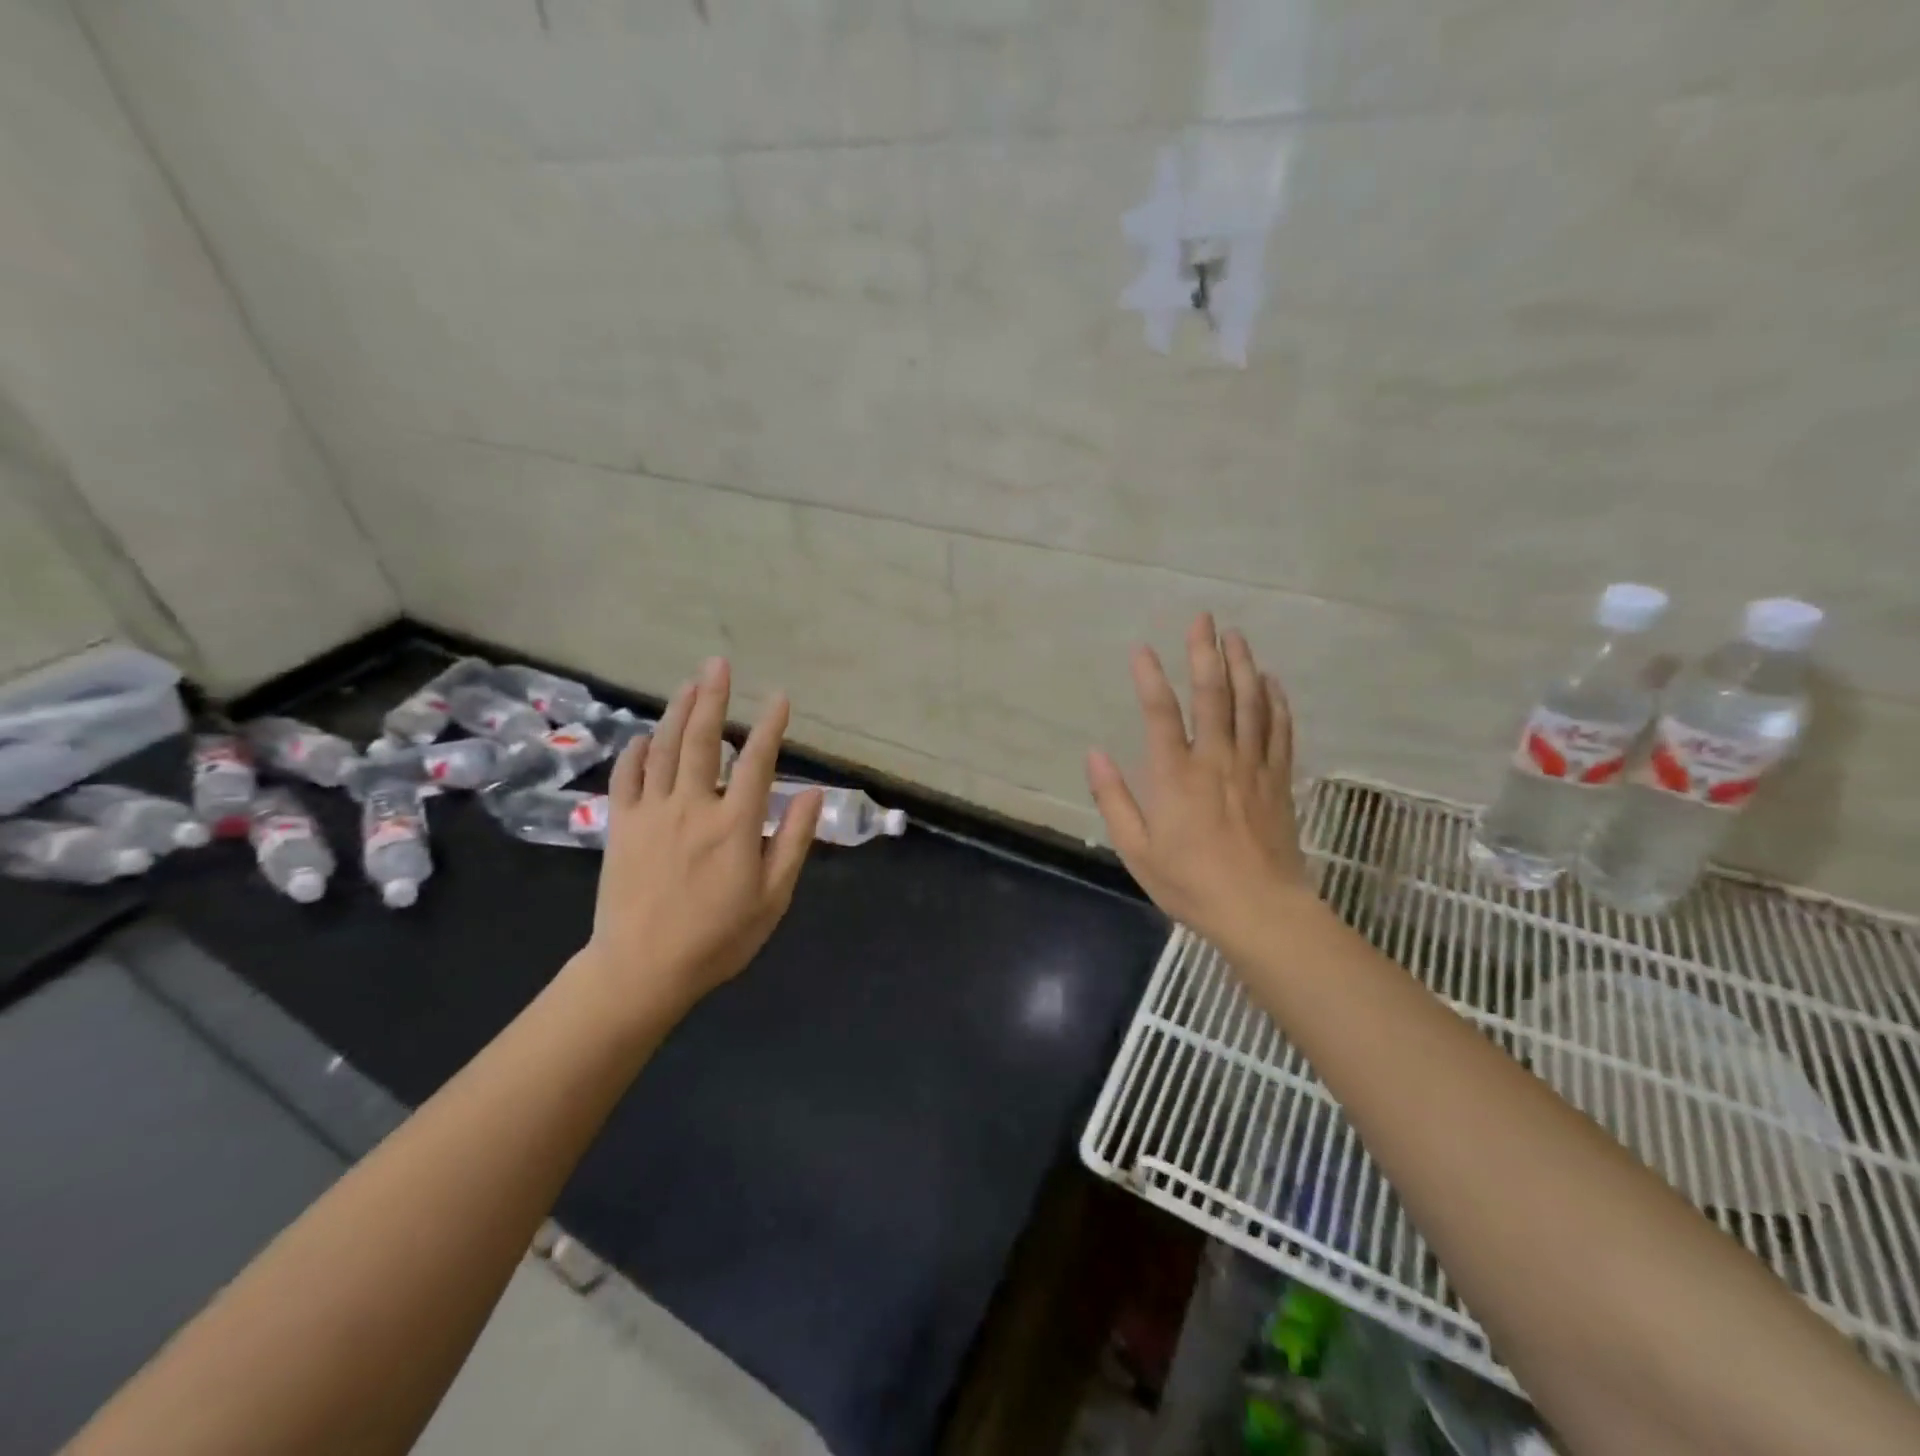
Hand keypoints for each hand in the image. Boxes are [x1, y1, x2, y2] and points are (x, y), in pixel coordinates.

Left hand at [577, 657, 822, 1025]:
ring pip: (664, 749)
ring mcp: (651, 813)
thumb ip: (792, 841)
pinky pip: (625, 777)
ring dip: (678, 712)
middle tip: (718, 664)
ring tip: (689, 684)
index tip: (780, 698)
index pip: (758, 762)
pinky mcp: (620, 826)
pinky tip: (646, 736)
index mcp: (735, 825)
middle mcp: (693, 807)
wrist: (642, 970)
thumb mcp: (772, 897)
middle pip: (703, 741)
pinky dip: (636, 751)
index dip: (771, 726)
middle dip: (713, 698)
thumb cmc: (718, 938)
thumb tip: (812, 793)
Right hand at [1086, 614, 1311, 955]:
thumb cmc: (1191, 884)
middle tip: (1204, 619)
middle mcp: (1216, 761)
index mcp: (1176, 777)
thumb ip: (1114, 799)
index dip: (1151, 678)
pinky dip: (1276, 702)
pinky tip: (1272, 682)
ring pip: (1251, 705)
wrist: (1261, 911)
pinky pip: (1280, 732)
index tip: (1142, 649)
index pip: (1161, 715)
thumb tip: (1094, 754)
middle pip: (1213, 696)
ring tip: (1236, 637)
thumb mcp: (1136, 850)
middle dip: (1205, 654)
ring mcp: (1253, 768)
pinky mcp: (1278, 781)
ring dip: (1243, 666)